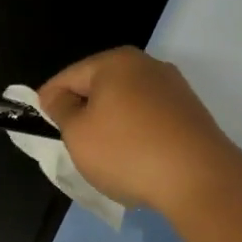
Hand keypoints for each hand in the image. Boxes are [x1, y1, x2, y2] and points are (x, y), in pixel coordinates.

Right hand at [37, 46, 241, 213]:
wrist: (200, 180)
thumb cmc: (127, 151)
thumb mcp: (78, 133)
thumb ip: (61, 110)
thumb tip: (59, 97)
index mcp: (115, 62)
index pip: (68, 76)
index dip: (49, 100)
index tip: (41, 124)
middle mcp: (147, 65)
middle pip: (100, 86)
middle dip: (83, 110)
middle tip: (71, 141)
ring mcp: (174, 88)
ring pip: (126, 102)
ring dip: (111, 123)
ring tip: (104, 154)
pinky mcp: (191, 113)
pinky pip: (150, 118)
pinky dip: (136, 133)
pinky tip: (134, 157)